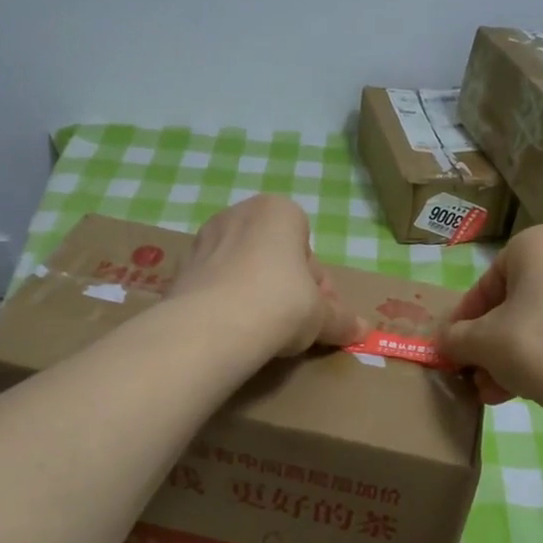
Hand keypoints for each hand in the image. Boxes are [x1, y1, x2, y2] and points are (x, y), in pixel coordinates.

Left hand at [167, 196, 364, 356]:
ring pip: (242, 269)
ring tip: (262, 331)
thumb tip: (363, 331)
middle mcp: (237, 214)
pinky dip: (226, 304)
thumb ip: (341, 320)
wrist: (214, 326)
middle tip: (295, 326)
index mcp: (278, 211)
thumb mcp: (322, 316)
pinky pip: (215, 286)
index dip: (317, 285)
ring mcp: (203, 240)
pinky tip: (234, 331)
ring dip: (255, 294)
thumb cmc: (281, 303)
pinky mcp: (180, 270)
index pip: (308, 248)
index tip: (318, 313)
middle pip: (274, 256)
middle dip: (287, 288)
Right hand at [442, 224, 542, 411]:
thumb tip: (448, 342)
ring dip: (518, 354)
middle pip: (521, 301)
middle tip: (479, 374)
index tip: (456, 347)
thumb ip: (455, 337)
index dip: (466, 318)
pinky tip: (538, 388)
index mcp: (540, 241)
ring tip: (501, 392)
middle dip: (494, 342)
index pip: (489, 282)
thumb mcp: (479, 342)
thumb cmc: (535, 346)